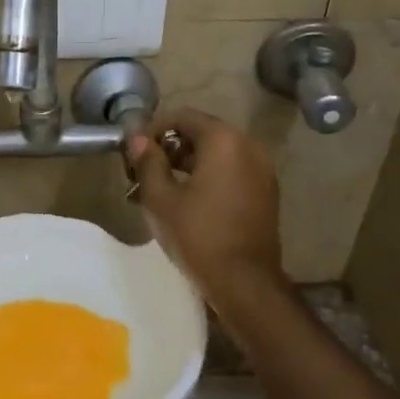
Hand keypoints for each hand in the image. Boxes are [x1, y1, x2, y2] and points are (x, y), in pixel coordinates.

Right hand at [126, 109, 284, 308]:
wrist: (244, 281)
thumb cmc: (198, 235)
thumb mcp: (161, 198)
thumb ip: (148, 162)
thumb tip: (138, 139)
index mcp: (224, 141)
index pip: (183, 117)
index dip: (154, 129)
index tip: (134, 151)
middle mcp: (249, 146)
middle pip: (202, 133)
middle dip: (170, 148)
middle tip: (143, 171)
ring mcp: (262, 170)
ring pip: (217, 154)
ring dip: (187, 164)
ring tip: (160, 189)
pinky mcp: (265, 192)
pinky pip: (232, 172)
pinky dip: (208, 177)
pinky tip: (187, 201)